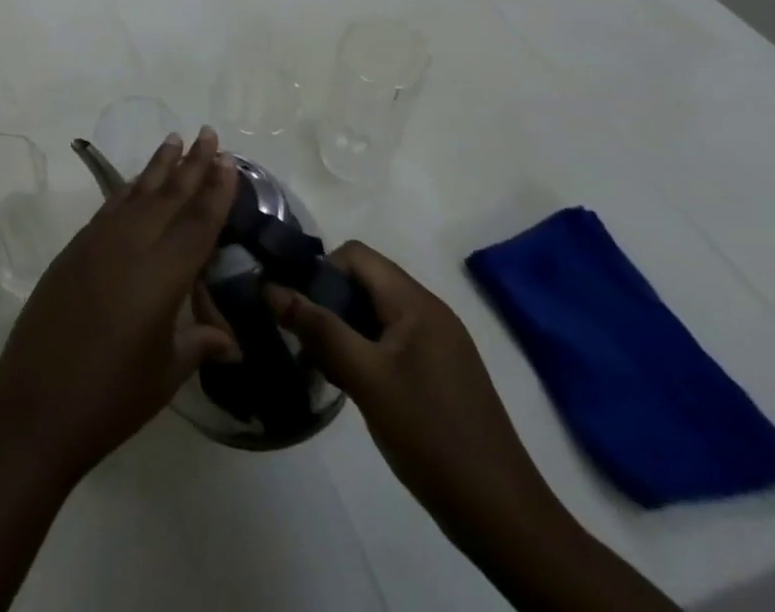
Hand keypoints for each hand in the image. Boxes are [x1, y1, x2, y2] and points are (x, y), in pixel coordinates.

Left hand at [0, 128, 236, 480]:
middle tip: (208, 133)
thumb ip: (198, 343)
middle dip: (191, 163)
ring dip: (157, 166)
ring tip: (174, 140)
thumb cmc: (111, 397)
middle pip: (168, 196)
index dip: (216, 190)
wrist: (35, 404)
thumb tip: (230, 341)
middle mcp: (130, 246)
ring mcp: (96, 243)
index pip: (197, 222)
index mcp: (161, 275)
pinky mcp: (73, 250)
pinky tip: (135, 184)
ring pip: (135, 193)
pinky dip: (127, 190)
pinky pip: (109, 208)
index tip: (229, 159)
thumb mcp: (165, 373)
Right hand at [266, 243, 559, 536]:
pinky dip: (365, 349)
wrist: (504, 518)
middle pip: (365, 281)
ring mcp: (439, 344)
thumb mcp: (365, 379)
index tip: (297, 306)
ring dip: (344, 328)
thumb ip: (317, 329)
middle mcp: (430, 313)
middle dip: (328, 301)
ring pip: (375, 313)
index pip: (355, 255)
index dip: (320, 271)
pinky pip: (392, 340)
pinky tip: (352, 383)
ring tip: (323, 363)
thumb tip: (269, 288)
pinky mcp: (441, 373)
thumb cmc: (431, 436)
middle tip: (304, 338)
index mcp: (416, 303)